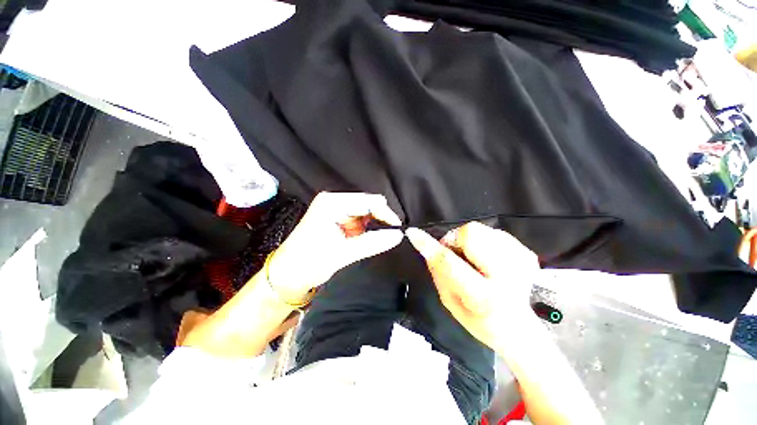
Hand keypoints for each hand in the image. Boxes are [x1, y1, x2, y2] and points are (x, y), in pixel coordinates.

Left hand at [267, 192, 403, 302]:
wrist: (288, 276)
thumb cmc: (309, 262)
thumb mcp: (344, 253)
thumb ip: (373, 242)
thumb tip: (398, 235)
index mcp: (332, 203)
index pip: (368, 201)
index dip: (385, 213)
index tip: (397, 229)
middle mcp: (334, 202)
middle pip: (367, 205)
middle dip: (379, 220)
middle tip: (389, 236)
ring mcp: (335, 210)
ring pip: (365, 214)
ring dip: (372, 226)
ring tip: (375, 241)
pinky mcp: (337, 220)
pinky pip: (359, 221)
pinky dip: (365, 230)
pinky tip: (365, 241)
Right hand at [406, 222, 539, 349]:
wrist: (525, 328)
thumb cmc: (483, 322)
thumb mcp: (452, 304)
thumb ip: (438, 273)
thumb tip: (426, 247)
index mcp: (484, 297)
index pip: (449, 262)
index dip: (428, 245)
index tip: (413, 233)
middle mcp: (506, 276)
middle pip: (470, 233)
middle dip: (454, 239)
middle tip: (455, 254)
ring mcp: (520, 261)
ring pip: (480, 229)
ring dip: (468, 241)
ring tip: (473, 259)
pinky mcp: (527, 252)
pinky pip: (493, 232)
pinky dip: (483, 242)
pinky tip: (488, 259)